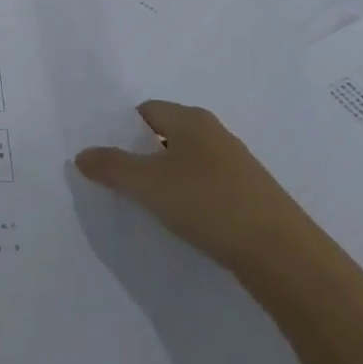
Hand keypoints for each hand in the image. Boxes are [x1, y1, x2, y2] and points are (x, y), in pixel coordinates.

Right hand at [74, 100, 311, 275]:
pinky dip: (188, 197)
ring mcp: (235, 164)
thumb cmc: (208, 203)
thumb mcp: (149, 185)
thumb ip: (112, 167)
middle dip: (141, 155)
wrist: (281, 252)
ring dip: (165, 178)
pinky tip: (182, 222)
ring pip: (187, 162)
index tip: (104, 156)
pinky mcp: (248, 194)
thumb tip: (81, 154)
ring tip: (145, 205)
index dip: (122, 130)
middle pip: (166, 135)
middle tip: (117, 182)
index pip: (146, 111)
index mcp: (190, 119)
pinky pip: (205, 185)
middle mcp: (213, 132)